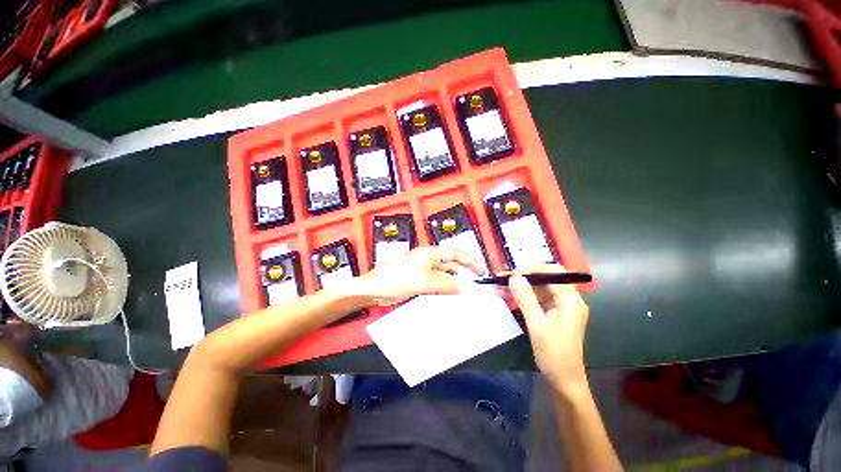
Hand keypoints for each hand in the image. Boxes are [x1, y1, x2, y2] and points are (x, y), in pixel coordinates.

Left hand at [354, 247, 483, 305]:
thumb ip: (444, 283)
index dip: (469, 261)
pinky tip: (449, 295)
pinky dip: (444, 287)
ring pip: (444, 274)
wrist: (374, 289)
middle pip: (450, 264)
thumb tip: (461, 287)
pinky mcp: (419, 280)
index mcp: (430, 253)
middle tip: (475, 285)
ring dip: (453, 281)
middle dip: (463, 272)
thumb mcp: (422, 281)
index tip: (481, 271)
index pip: (455, 254)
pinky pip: (436, 282)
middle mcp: (428, 259)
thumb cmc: (396, 280)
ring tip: (464, 293)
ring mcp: (423, 270)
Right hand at [507, 264, 589, 395]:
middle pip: (546, 279)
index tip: (513, 272)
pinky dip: (524, 297)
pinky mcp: (555, 313)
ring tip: (500, 287)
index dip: (533, 268)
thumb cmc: (554, 355)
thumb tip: (514, 277)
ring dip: (521, 287)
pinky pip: (538, 299)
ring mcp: (562, 307)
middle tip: (502, 279)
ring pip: (540, 288)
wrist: (565, 381)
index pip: (554, 272)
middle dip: (523, 277)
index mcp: (570, 301)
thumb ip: (526, 299)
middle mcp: (569, 300)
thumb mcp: (537, 326)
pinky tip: (508, 297)